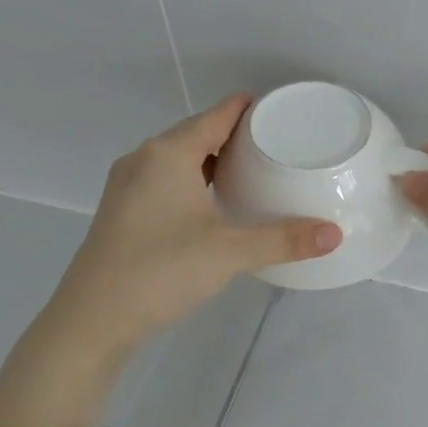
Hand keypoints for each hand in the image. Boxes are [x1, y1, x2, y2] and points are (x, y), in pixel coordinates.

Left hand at [44, 95, 340, 353]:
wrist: (92, 319)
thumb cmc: (160, 270)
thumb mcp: (230, 253)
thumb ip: (284, 240)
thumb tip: (335, 235)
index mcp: (168, 154)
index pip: (216, 115)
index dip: (247, 108)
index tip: (280, 108)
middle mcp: (144, 159)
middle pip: (196, 133)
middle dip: (234, 134)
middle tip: (276, 142)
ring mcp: (128, 185)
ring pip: (178, 158)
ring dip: (212, 158)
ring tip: (252, 169)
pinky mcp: (123, 210)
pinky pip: (166, 178)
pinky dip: (194, 179)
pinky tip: (214, 201)